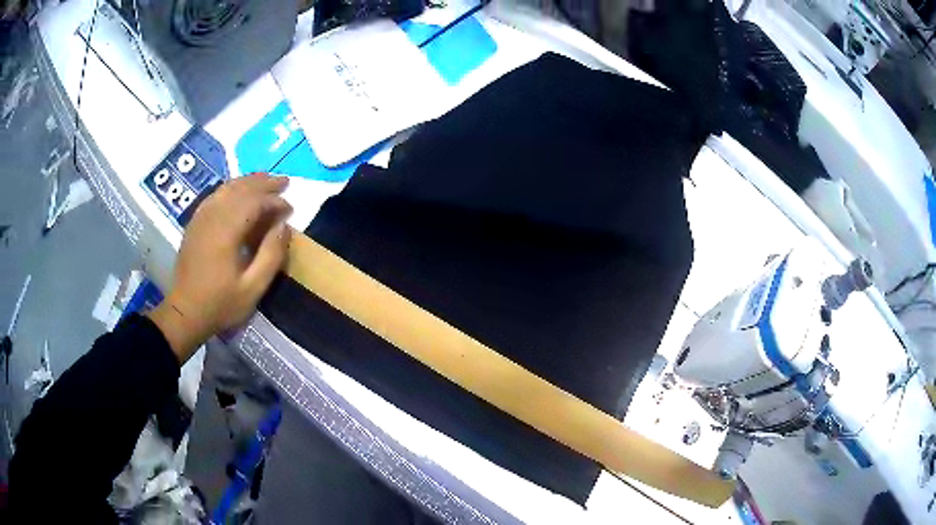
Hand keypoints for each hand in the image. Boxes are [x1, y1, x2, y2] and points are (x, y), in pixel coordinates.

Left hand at [148, 174, 292, 362]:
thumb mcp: (252, 288)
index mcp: (226, 231)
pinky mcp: (195, 223)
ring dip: (248, 182)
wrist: (185, 312)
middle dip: (264, 183)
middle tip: (284, 182)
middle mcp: (212, 217)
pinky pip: (215, 195)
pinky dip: (231, 189)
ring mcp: (201, 217)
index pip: (254, 202)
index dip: (274, 201)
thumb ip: (271, 255)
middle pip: (240, 188)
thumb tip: (283, 226)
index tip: (290, 209)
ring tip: (266, 180)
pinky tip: (239, 192)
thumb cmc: (220, 303)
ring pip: (227, 188)